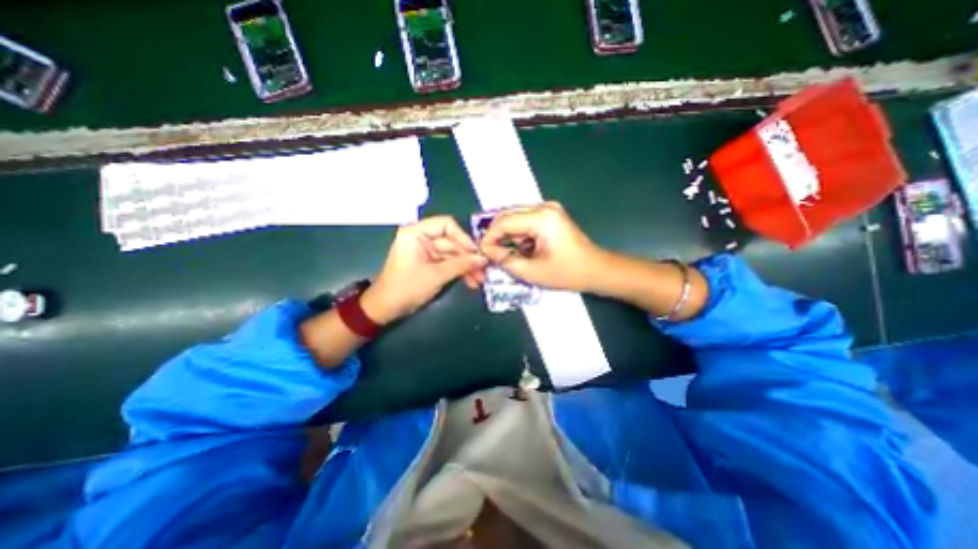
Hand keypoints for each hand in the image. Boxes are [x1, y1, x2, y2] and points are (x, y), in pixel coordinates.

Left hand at [361, 214, 485, 326]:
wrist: (386, 309)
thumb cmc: (406, 288)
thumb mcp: (435, 276)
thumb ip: (460, 265)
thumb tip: (483, 259)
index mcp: (416, 233)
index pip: (446, 224)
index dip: (463, 237)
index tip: (476, 252)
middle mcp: (422, 238)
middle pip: (452, 241)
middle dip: (468, 257)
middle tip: (483, 270)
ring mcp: (426, 251)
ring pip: (453, 254)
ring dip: (466, 266)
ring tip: (479, 279)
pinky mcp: (430, 263)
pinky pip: (449, 263)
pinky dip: (459, 271)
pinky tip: (471, 281)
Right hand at [480, 202, 607, 293]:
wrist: (596, 270)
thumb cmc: (567, 272)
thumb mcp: (532, 272)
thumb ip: (505, 260)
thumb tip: (489, 252)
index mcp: (541, 218)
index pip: (504, 222)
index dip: (489, 238)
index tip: (483, 252)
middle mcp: (544, 207)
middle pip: (508, 216)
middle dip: (497, 236)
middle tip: (492, 254)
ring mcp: (548, 209)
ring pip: (515, 219)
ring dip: (508, 236)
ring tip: (509, 255)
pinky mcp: (550, 215)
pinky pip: (525, 222)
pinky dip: (519, 235)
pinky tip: (523, 250)